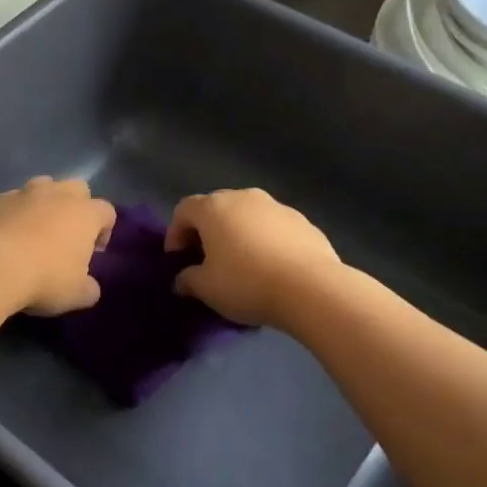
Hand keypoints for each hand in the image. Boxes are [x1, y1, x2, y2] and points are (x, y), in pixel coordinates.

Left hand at [0, 177, 116, 315]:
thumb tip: (88, 287)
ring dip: (41, 204)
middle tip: (66, 235)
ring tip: (32, 230)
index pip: (106, 211)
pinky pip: (6, 201)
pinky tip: (1, 234)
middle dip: (75, 206)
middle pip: (76, 188)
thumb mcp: (76, 295)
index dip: (104, 230)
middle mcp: (55, 194)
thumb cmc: (44, 279)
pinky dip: (9, 213)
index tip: (94, 252)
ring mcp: (20, 193)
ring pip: (39, 187)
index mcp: (84, 213)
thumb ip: (89, 288)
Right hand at [165, 188, 340, 327]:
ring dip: (237, 234)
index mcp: (214, 208)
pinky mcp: (304, 222)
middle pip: (216, 208)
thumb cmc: (246, 283)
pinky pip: (273, 228)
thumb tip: (183, 280)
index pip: (184, 210)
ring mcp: (278, 207)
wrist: (311, 288)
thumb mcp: (206, 288)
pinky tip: (269, 268)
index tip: (177, 259)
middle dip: (206, 231)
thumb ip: (188, 280)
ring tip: (240, 264)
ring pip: (247, 216)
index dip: (175, 233)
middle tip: (205, 260)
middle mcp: (245, 197)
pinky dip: (264, 241)